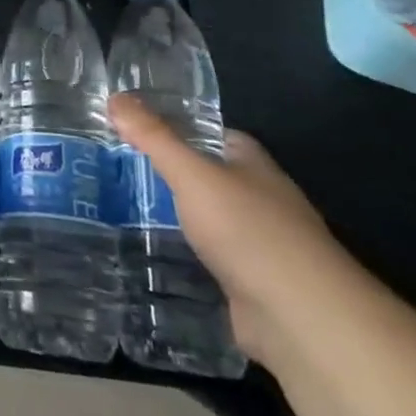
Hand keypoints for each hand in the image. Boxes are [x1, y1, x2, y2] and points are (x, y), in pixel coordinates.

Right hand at [109, 93, 344, 365]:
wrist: (300, 319)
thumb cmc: (248, 230)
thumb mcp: (191, 174)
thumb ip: (153, 137)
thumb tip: (115, 96)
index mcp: (254, 165)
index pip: (214, 134)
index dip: (179, 126)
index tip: (137, 127)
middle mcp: (261, 199)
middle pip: (211, 176)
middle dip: (172, 172)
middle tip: (119, 167)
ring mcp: (260, 245)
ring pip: (210, 219)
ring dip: (178, 216)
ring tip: (124, 208)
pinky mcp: (252, 284)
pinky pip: (211, 259)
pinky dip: (186, 255)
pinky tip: (153, 254)